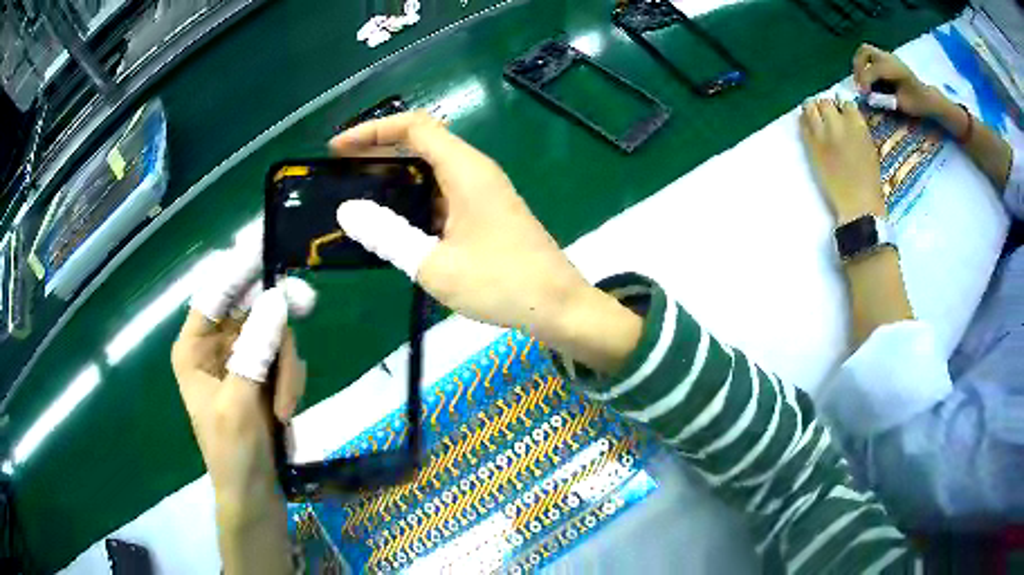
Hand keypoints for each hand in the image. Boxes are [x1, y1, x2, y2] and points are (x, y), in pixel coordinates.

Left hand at [171, 237, 314, 573]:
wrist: (256, 496)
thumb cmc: (233, 454)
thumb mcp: (240, 403)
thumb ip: (255, 351)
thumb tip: (277, 300)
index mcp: (194, 348)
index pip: (215, 295)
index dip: (239, 270)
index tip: (266, 248)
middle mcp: (216, 347)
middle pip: (251, 311)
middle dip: (276, 327)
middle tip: (308, 303)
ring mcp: (242, 362)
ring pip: (274, 337)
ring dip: (286, 370)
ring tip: (284, 409)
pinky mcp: (263, 378)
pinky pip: (285, 361)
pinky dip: (291, 383)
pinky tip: (286, 412)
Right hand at [330, 112, 640, 371]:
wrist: (558, 307)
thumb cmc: (500, 284)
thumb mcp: (434, 264)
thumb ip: (388, 235)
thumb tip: (348, 210)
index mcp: (465, 170)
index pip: (414, 127)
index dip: (372, 131)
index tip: (338, 149)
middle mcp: (476, 171)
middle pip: (422, 142)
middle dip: (379, 151)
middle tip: (343, 173)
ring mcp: (484, 191)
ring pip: (432, 168)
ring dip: (396, 176)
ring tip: (360, 196)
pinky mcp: (487, 212)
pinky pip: (444, 192)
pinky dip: (415, 198)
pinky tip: (394, 223)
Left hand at [800, 98, 884, 223]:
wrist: (858, 204)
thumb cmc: (870, 181)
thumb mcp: (869, 148)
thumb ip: (858, 130)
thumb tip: (847, 119)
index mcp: (857, 125)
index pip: (845, 102)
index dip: (842, 107)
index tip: (841, 113)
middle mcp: (839, 123)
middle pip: (825, 102)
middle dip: (825, 107)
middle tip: (826, 117)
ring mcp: (823, 133)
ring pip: (810, 107)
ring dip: (812, 110)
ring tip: (815, 119)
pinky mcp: (811, 145)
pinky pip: (802, 124)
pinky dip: (804, 122)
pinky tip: (808, 127)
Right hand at [852, 44, 941, 118]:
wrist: (927, 98)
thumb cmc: (917, 103)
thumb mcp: (902, 105)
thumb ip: (886, 99)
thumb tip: (870, 97)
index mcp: (894, 68)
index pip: (873, 69)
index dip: (865, 81)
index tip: (863, 94)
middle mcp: (889, 58)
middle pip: (865, 51)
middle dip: (858, 66)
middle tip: (859, 83)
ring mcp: (887, 57)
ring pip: (865, 51)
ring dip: (860, 64)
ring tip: (862, 81)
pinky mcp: (886, 60)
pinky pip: (870, 56)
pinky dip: (865, 65)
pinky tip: (869, 79)